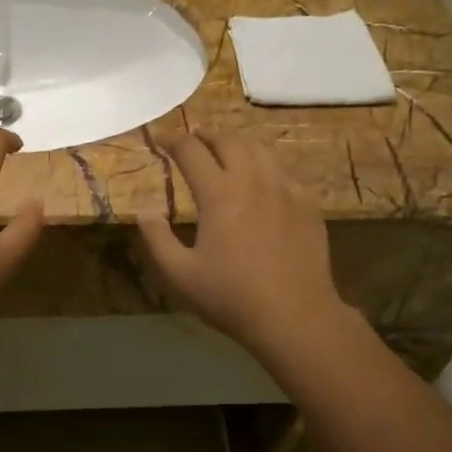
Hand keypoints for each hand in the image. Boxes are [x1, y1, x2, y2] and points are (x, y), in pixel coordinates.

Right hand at [138, 132, 345, 354]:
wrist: (294, 315)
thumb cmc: (231, 296)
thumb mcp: (180, 274)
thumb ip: (157, 239)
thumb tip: (145, 211)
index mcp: (219, 194)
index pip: (191, 151)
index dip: (172, 140)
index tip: (160, 138)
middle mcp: (253, 181)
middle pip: (228, 141)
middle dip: (205, 136)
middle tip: (192, 142)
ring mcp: (285, 190)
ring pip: (260, 149)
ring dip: (237, 143)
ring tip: (225, 151)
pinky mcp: (307, 204)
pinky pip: (283, 171)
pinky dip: (265, 165)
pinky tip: (261, 179)